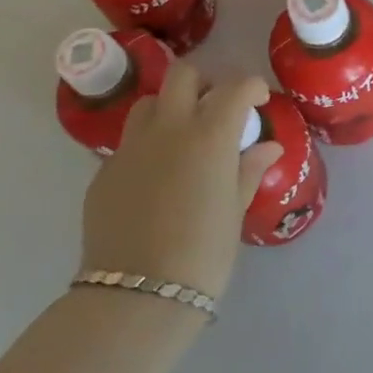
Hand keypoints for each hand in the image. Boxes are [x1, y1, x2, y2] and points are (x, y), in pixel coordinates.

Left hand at [81, 60, 281, 300]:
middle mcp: (169, 128)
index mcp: (210, 134)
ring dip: (169, 108)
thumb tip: (268, 147)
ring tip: (181, 137)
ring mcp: (131, 147)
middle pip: (183, 75)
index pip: (235, 87)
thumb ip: (249, 170)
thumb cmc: (203, 254)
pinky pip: (128, 142)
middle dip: (204, 82)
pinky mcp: (105, 171)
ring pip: (149, 103)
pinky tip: (155, 178)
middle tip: (215, 108)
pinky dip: (147, 146)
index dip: (251, 87)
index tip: (257, 101)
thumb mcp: (235, 211)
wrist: (136, 297)